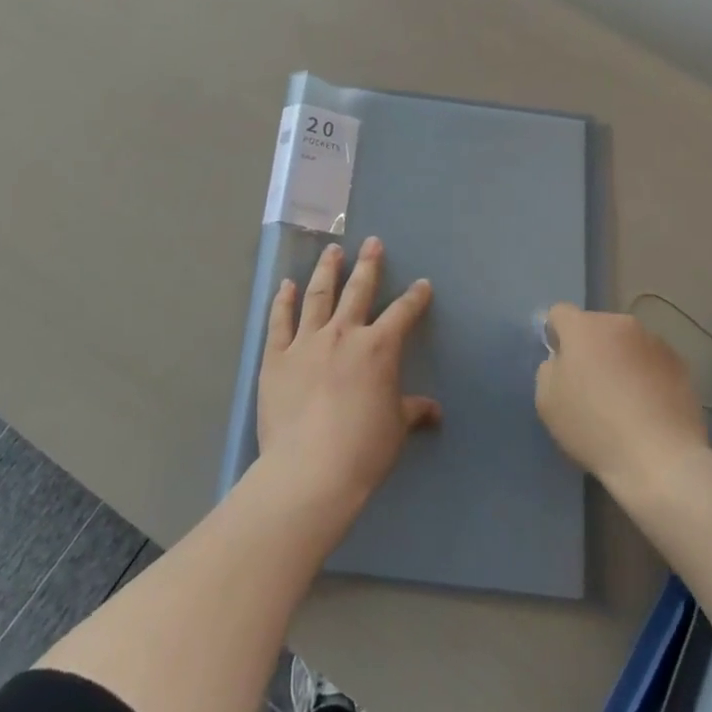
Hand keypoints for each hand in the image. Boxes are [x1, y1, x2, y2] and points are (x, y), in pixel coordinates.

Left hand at [257, 237, 440, 511]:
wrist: (310, 469)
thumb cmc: (363, 449)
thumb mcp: (396, 428)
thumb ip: (413, 411)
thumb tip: (434, 410)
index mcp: (378, 348)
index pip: (403, 313)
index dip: (415, 297)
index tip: (422, 284)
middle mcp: (343, 334)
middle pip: (358, 290)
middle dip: (368, 264)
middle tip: (372, 242)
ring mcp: (307, 341)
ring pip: (318, 295)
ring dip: (327, 270)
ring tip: (332, 250)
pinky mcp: (277, 356)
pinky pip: (280, 321)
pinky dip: (283, 301)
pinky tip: (286, 285)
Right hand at [535, 304, 707, 495]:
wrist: (660, 459)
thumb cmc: (594, 427)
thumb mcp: (547, 401)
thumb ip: (549, 370)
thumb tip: (563, 361)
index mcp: (583, 327)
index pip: (559, 313)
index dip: (555, 336)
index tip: (560, 366)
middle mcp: (620, 324)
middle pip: (596, 328)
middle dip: (591, 349)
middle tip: (590, 387)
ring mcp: (654, 342)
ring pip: (626, 344)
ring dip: (620, 361)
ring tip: (624, 402)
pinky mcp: (681, 365)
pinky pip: (652, 363)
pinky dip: (646, 377)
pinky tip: (648, 410)